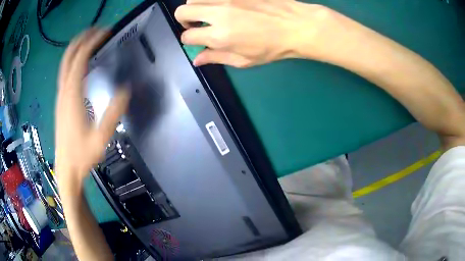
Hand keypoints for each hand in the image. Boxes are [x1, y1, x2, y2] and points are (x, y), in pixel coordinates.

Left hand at [55, 29, 129, 189]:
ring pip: (64, 63)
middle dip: (82, 39)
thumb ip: (114, 112)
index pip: (80, 58)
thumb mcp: (101, 137)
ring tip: (90, 40)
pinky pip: (65, 73)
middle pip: (68, 56)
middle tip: (97, 30)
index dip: (92, 41)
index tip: (105, 32)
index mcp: (73, 95)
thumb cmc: (82, 155)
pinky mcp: (60, 102)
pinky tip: (81, 63)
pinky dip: (72, 61)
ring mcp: (60, 96)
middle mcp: (64, 91)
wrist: (66, 168)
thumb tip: (127, 90)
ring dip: (76, 48)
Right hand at [175, 0, 331, 66]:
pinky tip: (222, 5)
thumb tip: (196, 60)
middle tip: (196, 23)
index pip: (187, 36)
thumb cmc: (272, 47)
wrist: (296, 26)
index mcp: (219, 35)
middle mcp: (218, 13)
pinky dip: (211, 0)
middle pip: (182, 12)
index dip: (189, 39)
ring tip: (208, 12)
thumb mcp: (244, 60)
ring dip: (195, 6)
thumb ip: (216, 58)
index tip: (196, 39)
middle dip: (183, 20)